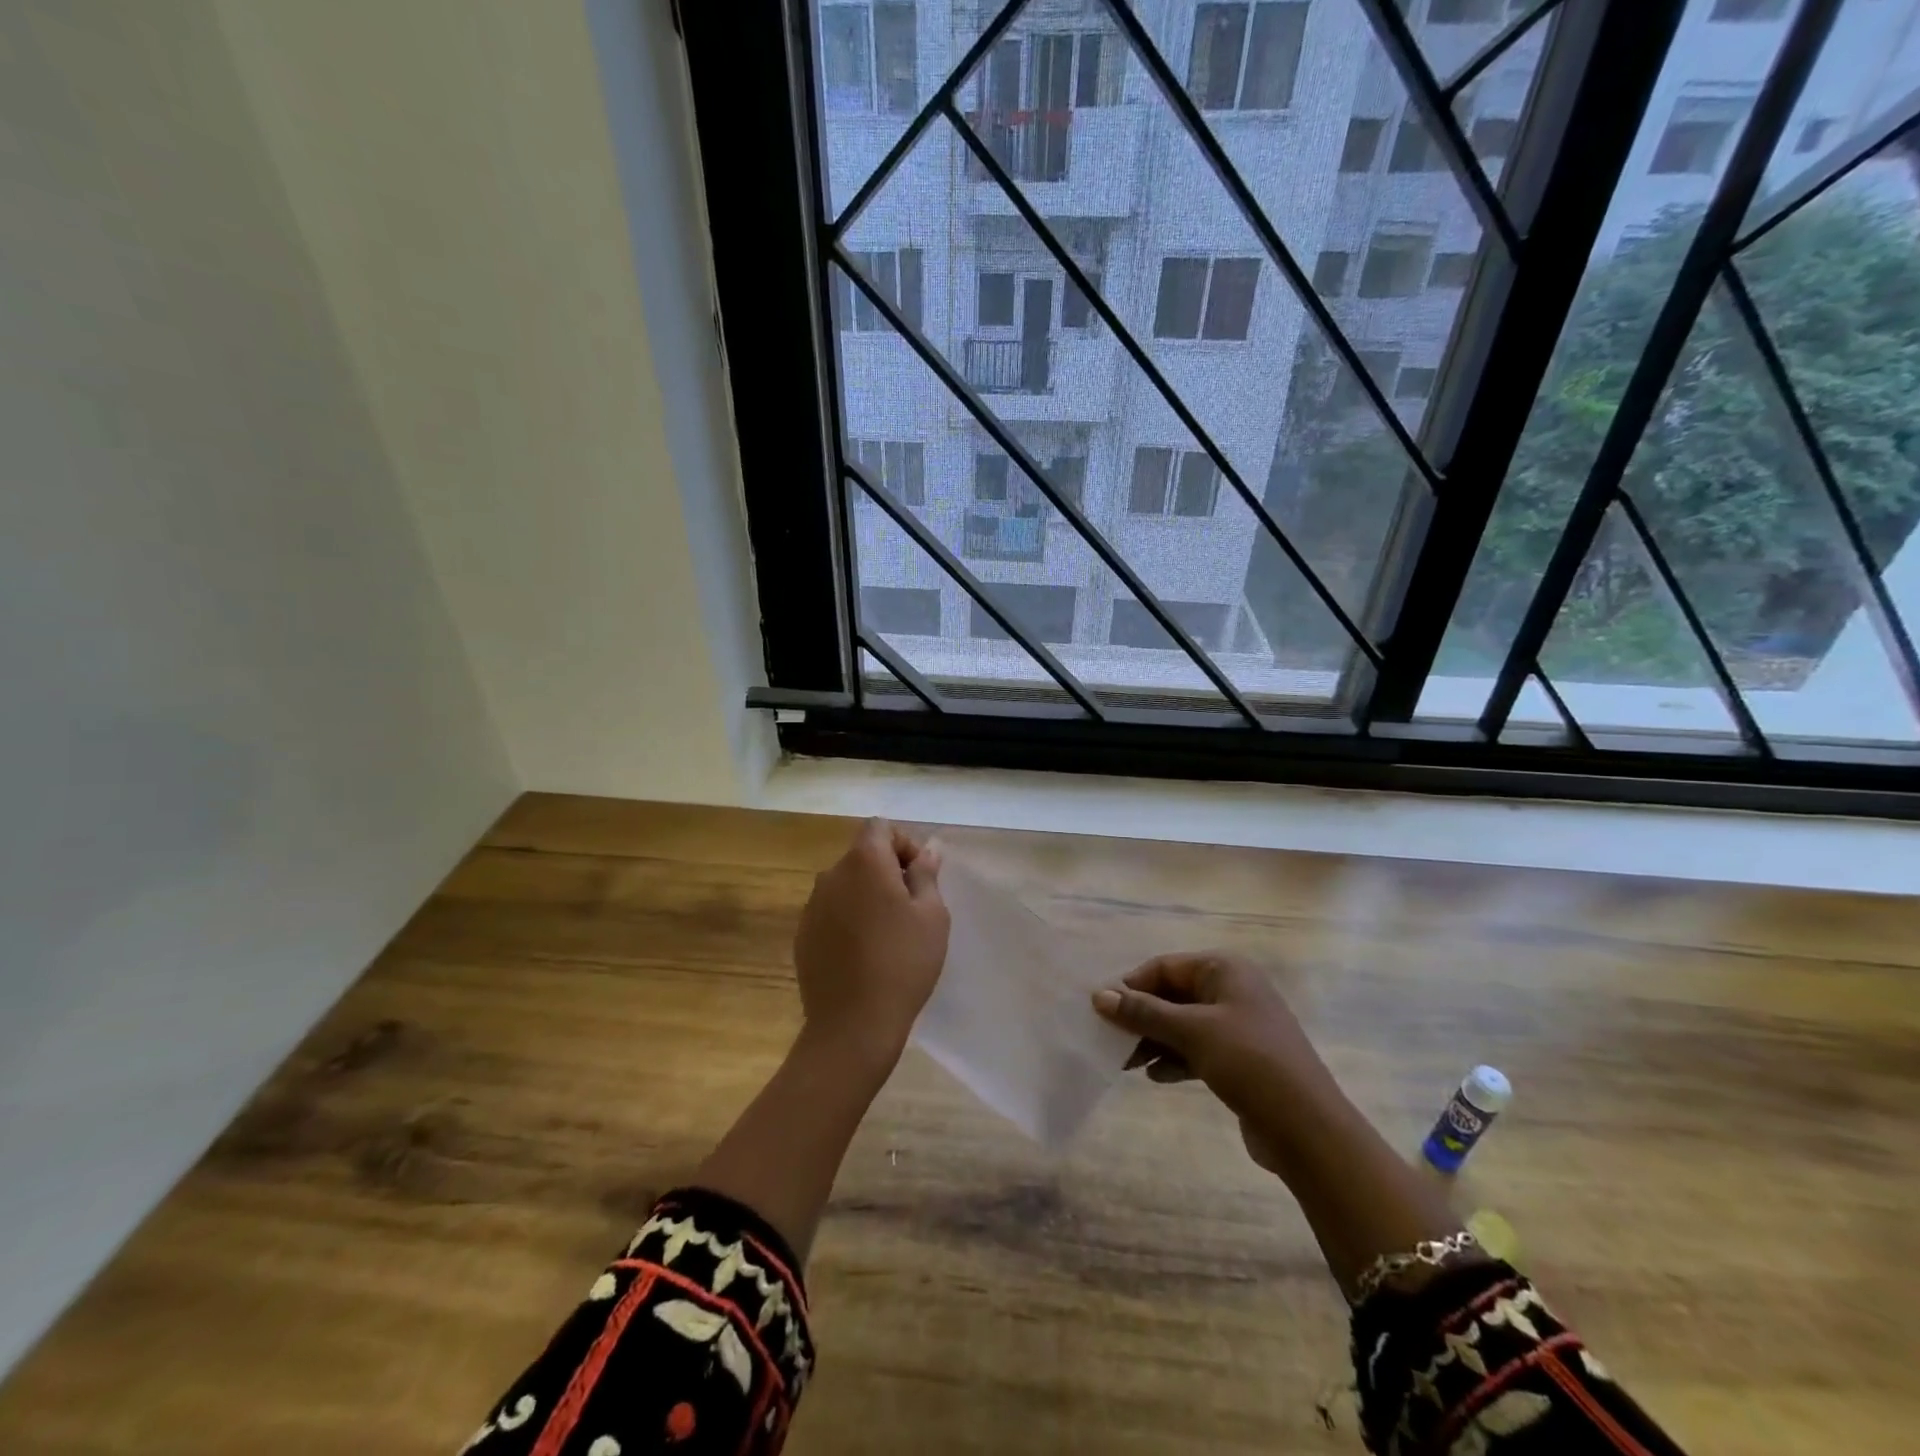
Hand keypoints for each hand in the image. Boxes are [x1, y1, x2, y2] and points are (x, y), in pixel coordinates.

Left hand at [792, 818, 948, 1072]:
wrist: (852, 1024)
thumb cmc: (903, 962)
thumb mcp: (932, 915)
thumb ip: (926, 873)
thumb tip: (927, 849)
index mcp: (864, 862)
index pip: (880, 827)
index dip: (904, 843)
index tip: (920, 876)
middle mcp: (831, 875)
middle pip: (862, 855)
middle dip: (888, 870)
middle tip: (912, 907)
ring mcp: (812, 906)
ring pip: (846, 885)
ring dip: (867, 895)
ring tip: (888, 933)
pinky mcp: (802, 935)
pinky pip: (831, 912)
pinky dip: (848, 919)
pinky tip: (864, 953)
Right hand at [1092, 952, 1333, 1172]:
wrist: (1308, 1130)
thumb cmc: (1249, 1063)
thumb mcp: (1192, 1032)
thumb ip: (1143, 1012)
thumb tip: (1098, 995)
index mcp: (1225, 970)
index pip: (1164, 967)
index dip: (1131, 986)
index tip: (1100, 1010)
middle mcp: (1232, 990)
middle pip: (1172, 995)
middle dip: (1141, 1016)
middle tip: (1109, 1039)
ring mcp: (1238, 1026)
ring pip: (1182, 1024)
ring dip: (1154, 1040)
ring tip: (1126, 1063)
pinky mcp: (1241, 1060)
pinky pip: (1196, 1050)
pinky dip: (1174, 1059)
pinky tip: (1155, 1077)